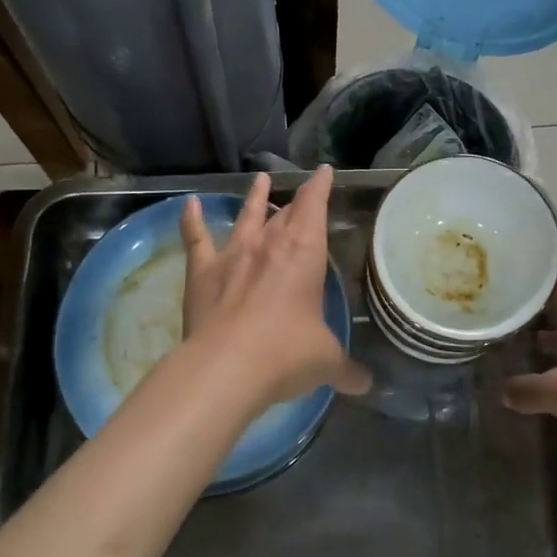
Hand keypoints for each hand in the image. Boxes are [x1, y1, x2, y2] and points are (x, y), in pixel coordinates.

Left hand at [180, 167, 370, 408]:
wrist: (226, 368)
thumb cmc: (287, 354)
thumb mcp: (326, 362)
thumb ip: (347, 369)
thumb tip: (366, 384)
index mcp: (304, 253)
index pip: (315, 206)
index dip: (321, 187)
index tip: (324, 171)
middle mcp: (269, 244)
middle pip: (284, 213)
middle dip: (295, 202)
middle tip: (302, 193)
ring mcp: (233, 255)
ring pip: (246, 217)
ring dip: (253, 198)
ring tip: (258, 180)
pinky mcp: (202, 273)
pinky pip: (196, 240)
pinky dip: (191, 221)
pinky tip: (189, 204)